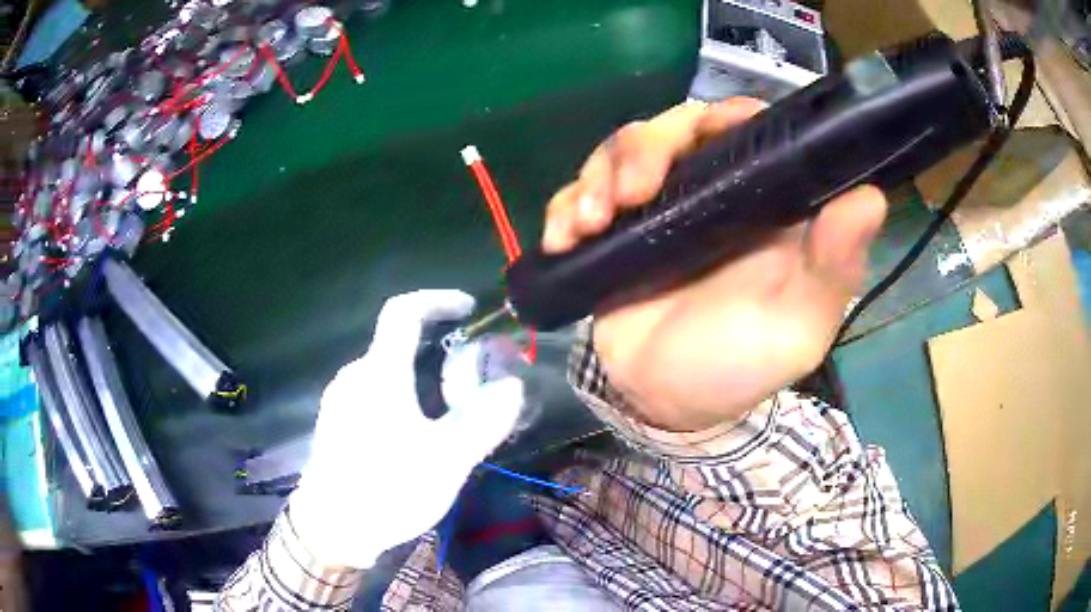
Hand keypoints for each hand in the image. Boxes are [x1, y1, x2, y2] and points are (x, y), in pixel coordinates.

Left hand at [289, 290, 524, 568]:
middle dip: (436, 352)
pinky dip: (400, 398)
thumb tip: (511, 386)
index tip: (468, 308)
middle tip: (470, 383)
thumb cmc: (387, 488)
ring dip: (419, 380)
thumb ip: (483, 420)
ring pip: (385, 373)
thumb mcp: (446, 460)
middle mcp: (354, 377)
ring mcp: (339, 400)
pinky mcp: (335, 422)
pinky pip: (372, 394)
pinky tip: (415, 437)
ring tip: (448, 417)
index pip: (403, 312)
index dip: (436, 300)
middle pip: (397, 345)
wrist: (330, 528)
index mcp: (379, 374)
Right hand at [542, 99, 886, 431]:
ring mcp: (656, 207)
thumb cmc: (740, 366)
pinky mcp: (612, 230)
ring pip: (620, 152)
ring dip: (597, 176)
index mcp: (760, 202)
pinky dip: (565, 206)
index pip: (745, 128)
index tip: (703, 133)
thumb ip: (833, 267)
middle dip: (642, 147)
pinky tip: (563, 238)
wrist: (666, 403)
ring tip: (589, 223)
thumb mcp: (797, 327)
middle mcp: (709, 191)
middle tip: (628, 193)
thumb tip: (869, 197)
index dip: (725, 118)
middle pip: (672, 127)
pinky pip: (579, 193)